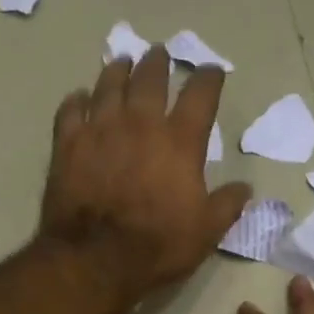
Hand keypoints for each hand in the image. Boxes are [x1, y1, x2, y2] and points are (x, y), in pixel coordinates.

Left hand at [39, 48, 251, 301]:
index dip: (208, 78)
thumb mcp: (206, 232)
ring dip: (118, 71)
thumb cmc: (157, 246)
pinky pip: (70, 110)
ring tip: (122, 63)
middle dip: (158, 63)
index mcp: (180, 141)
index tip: (211, 71)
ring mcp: (100, 130)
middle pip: (150, 79)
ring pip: (109, 86)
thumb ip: (227, 205)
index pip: (200, 95)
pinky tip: (79, 98)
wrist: (95, 259)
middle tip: (159, 54)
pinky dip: (76, 101)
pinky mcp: (67, 145)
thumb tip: (245, 188)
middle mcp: (140, 124)